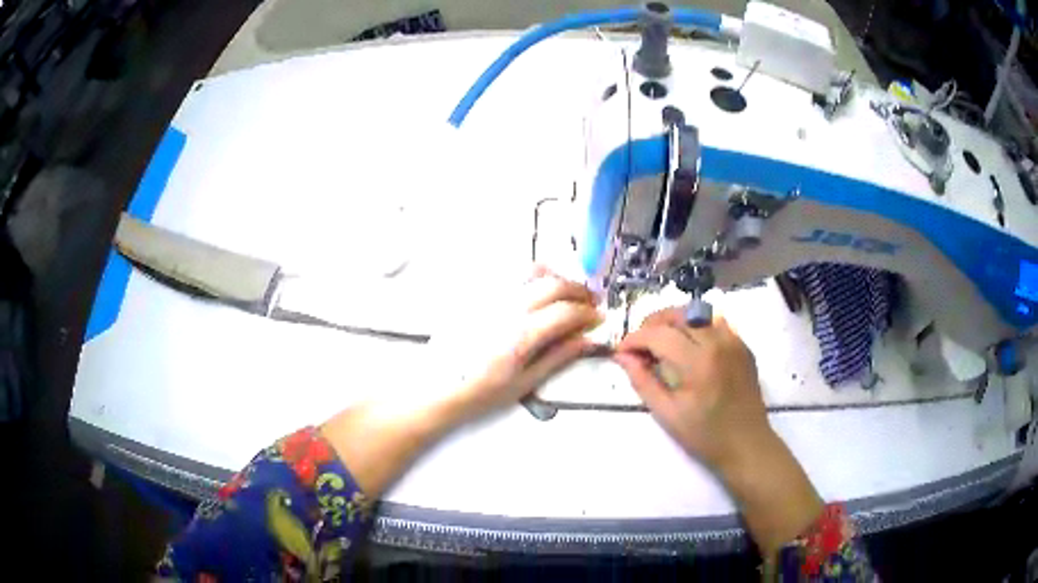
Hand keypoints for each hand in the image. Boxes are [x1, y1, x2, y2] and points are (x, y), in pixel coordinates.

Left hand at [433, 265, 602, 422]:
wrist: (440, 386)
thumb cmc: (483, 391)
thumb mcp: (525, 381)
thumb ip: (558, 357)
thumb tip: (587, 340)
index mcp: (523, 333)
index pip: (567, 311)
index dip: (588, 313)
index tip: (599, 319)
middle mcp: (510, 307)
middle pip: (554, 285)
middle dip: (579, 291)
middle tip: (591, 303)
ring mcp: (493, 297)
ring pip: (533, 272)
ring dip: (557, 278)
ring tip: (567, 293)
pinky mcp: (481, 295)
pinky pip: (512, 275)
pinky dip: (533, 277)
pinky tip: (538, 291)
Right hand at [613, 307, 822, 556]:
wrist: (746, 444)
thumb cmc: (704, 435)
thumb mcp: (667, 413)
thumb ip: (642, 381)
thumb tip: (622, 356)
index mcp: (698, 362)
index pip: (658, 334)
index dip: (635, 339)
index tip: (621, 351)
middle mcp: (718, 342)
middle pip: (678, 314)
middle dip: (653, 324)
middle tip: (640, 345)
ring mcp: (734, 341)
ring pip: (697, 313)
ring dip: (674, 321)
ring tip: (662, 342)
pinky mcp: (742, 345)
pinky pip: (715, 322)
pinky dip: (696, 326)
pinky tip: (689, 346)